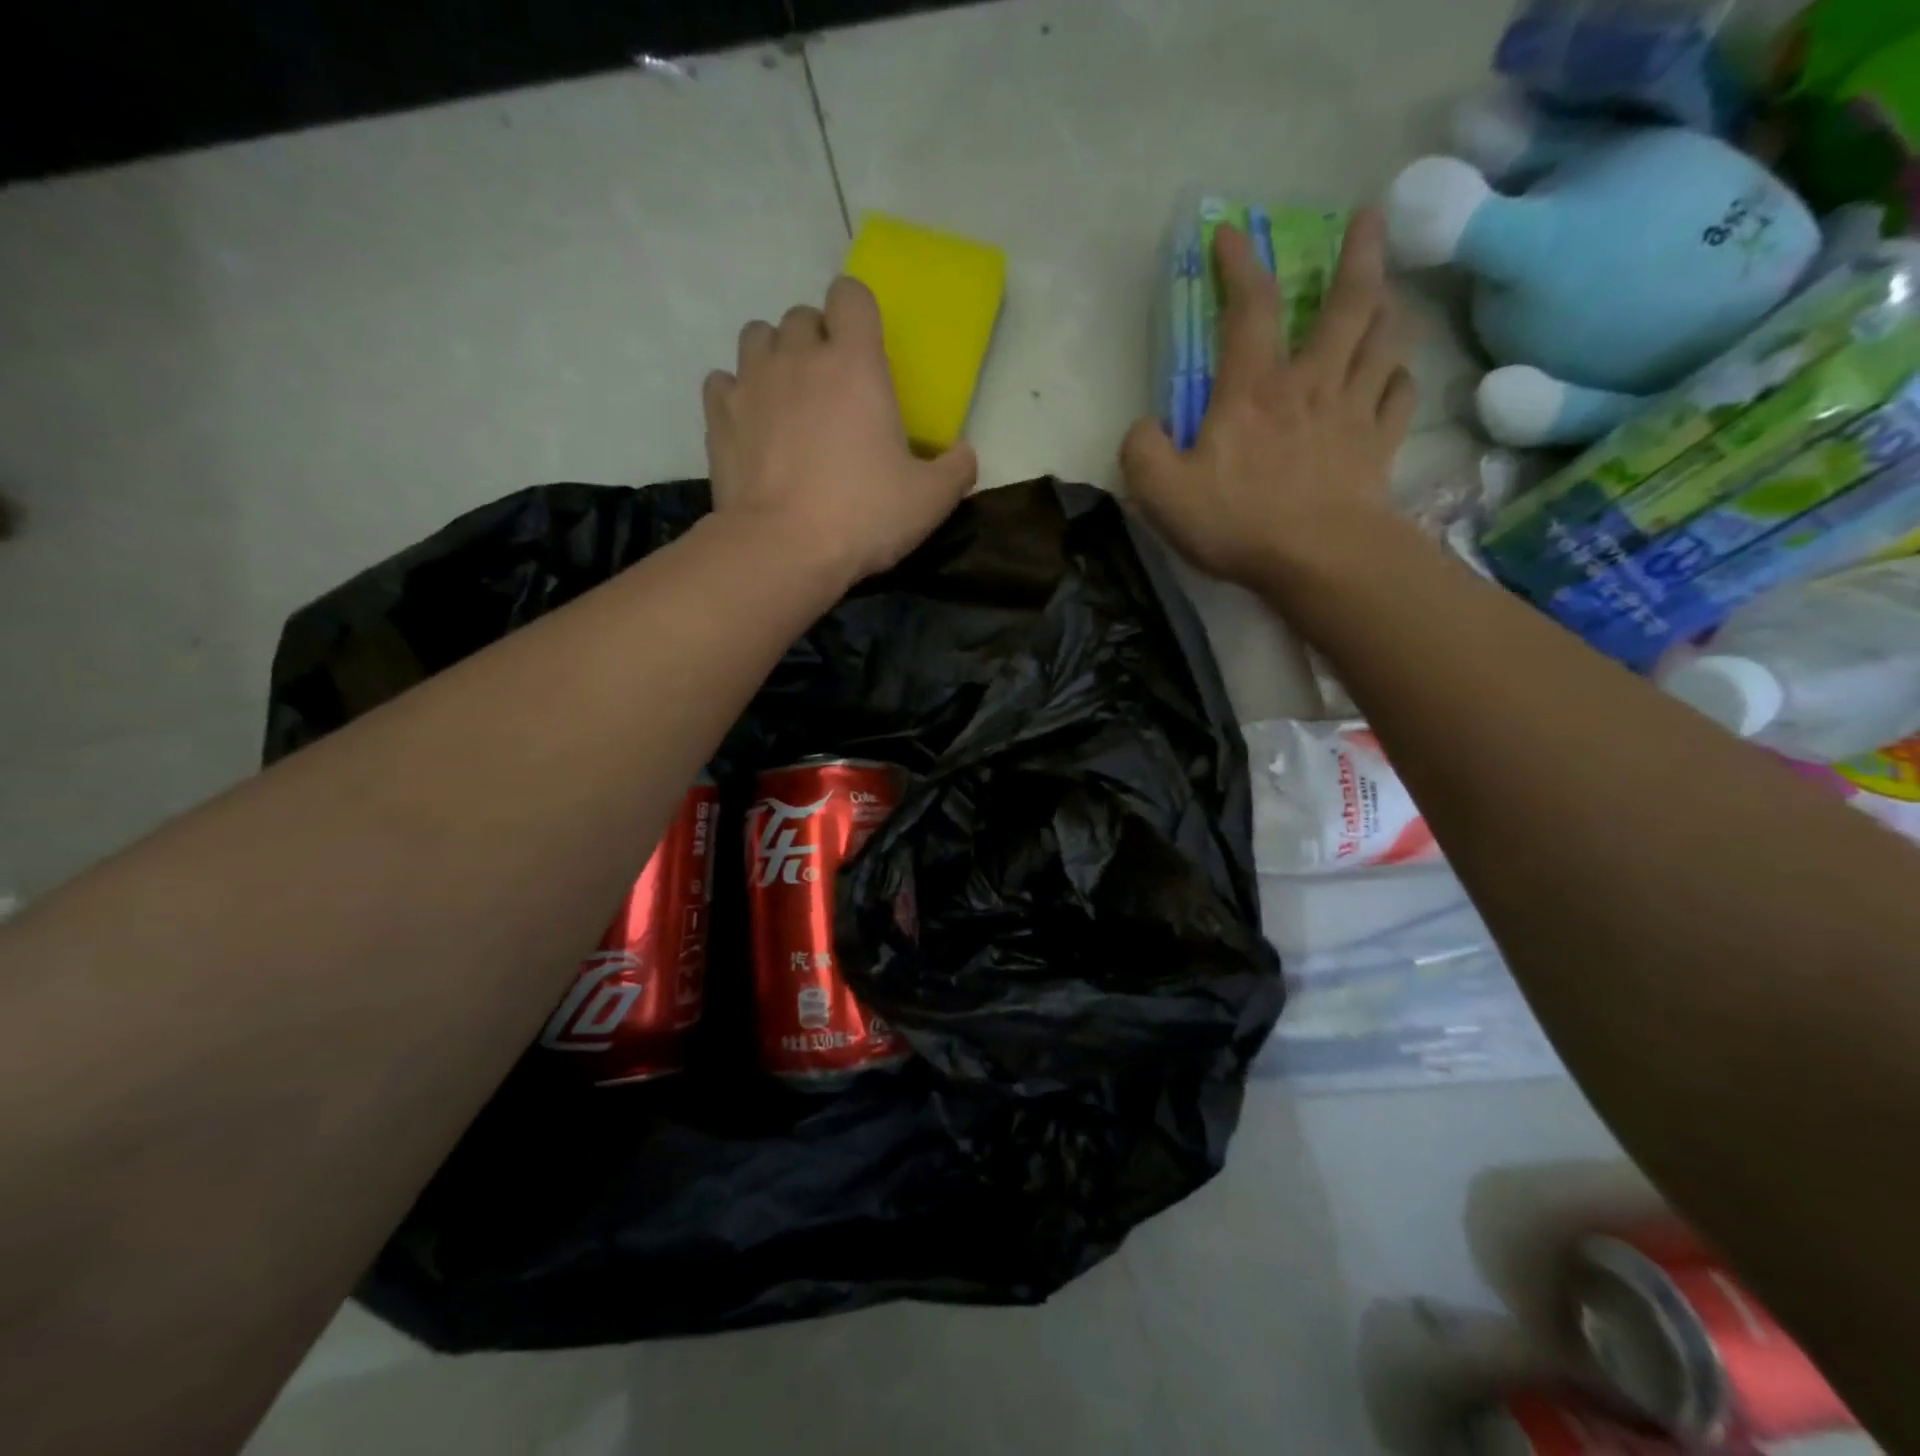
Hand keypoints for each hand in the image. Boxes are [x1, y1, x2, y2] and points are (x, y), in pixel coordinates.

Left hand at [704, 278, 977, 587]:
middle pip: (802, 316)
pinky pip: (723, 382)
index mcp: (856, 365)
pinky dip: (737, 393)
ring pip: (757, 336)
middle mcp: (799, 358)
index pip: (851, 294)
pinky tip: (751, 423)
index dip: (858, 312)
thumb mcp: (930, 501)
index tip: (865, 347)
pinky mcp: (718, 416)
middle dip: (817, 340)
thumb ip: (956, 470)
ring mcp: (752, 383)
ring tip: (788, 397)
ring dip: (775, 356)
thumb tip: (964, 454)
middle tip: (831, 387)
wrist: (784, 549)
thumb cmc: (864, 517)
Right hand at [1121, 208, 1416, 591]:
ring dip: (1387, 304)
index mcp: (1253, 390)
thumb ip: (1142, 452)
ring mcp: (1353, 411)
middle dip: (1358, 254)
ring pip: (1383, 339)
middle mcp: (1311, 383)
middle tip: (1369, 218)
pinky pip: (1400, 395)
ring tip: (1387, 289)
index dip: (1239, 265)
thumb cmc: (1238, 522)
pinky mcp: (1381, 445)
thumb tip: (1143, 427)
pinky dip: (1400, 376)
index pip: (1249, 308)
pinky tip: (1395, 373)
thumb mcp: (1162, 492)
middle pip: (1347, 303)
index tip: (1232, 234)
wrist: (1318, 559)